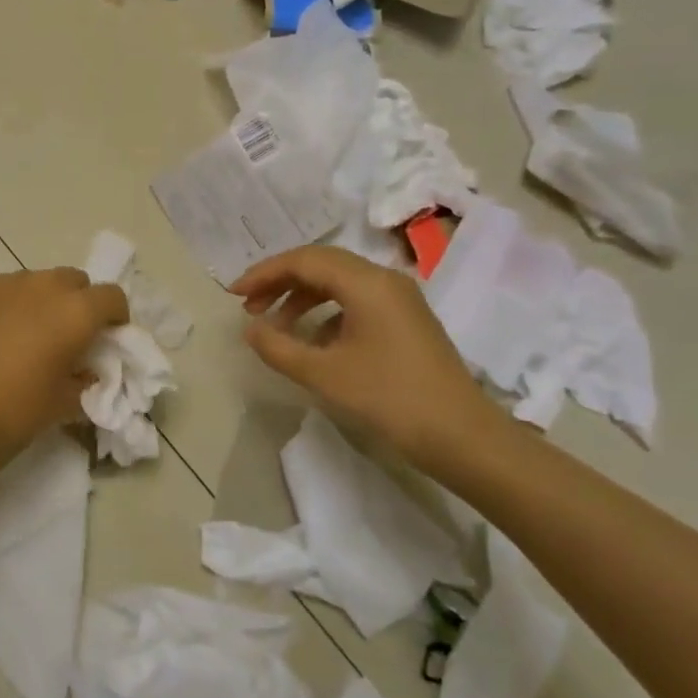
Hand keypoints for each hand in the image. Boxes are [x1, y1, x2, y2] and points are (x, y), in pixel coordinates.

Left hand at [0, 267, 129, 455]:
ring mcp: (3, 282)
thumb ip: (83, 385)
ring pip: (35, 282)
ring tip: (23, 337)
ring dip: (40, 302)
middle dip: (78, 303)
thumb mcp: (58, 407)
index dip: (116, 317)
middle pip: (74, 281)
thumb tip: (86, 375)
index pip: (113, 297)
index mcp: (74, 311)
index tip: (107, 340)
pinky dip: (4, 307)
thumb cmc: (8, 405)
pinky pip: (0, 291)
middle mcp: (43, 285)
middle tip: (66, 338)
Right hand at [230, 246, 501, 472]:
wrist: (462, 437)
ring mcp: (399, 299)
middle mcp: (384, 280)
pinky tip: (311, 341)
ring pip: (339, 282)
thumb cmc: (390, 399)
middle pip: (321, 264)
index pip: (304, 260)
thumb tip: (250, 329)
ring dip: (302, 297)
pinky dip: (325, 312)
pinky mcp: (406, 320)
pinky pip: (356, 301)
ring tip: (274, 325)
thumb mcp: (324, 374)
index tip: (235, 295)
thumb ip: (279, 348)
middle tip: (249, 307)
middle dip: (280, 282)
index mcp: (366, 283)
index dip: (264, 274)